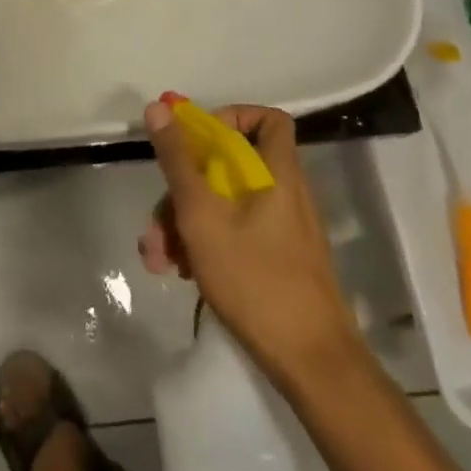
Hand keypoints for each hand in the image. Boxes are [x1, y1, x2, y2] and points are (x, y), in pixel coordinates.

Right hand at [140, 102, 361, 388]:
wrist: (313, 364)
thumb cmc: (255, 278)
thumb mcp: (202, 215)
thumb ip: (178, 160)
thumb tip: (159, 106)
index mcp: (277, 172)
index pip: (266, 118)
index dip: (230, 117)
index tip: (196, 141)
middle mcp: (284, 192)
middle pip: (230, 167)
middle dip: (185, 188)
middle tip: (157, 219)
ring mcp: (283, 228)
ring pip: (227, 204)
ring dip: (187, 222)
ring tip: (158, 258)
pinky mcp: (278, 259)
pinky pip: (237, 232)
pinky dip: (207, 243)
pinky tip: (182, 272)